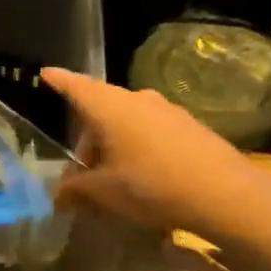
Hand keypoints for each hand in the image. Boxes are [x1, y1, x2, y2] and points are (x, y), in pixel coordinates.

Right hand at [42, 68, 270, 242]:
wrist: (224, 193)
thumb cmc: (152, 185)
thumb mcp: (105, 193)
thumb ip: (76, 191)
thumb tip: (58, 196)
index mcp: (109, 107)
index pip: (76, 86)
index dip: (59, 81)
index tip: (45, 74)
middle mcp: (137, 99)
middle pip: (100, 112)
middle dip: (87, 143)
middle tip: (81, 179)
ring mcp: (166, 110)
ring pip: (127, 124)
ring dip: (113, 149)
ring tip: (113, 186)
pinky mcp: (188, 126)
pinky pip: (151, 133)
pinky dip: (138, 151)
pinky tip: (144, 182)